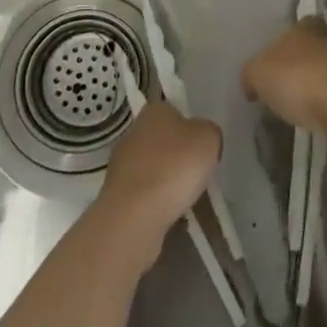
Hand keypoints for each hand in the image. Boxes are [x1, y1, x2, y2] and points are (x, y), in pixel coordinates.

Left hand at [96, 99, 221, 268]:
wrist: (135, 216)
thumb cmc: (174, 167)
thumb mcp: (209, 139)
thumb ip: (209, 132)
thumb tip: (202, 138)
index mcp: (154, 110)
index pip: (175, 111)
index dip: (191, 128)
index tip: (201, 148)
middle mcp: (133, 131)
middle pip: (162, 140)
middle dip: (177, 155)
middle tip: (196, 173)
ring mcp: (121, 164)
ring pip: (152, 168)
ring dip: (165, 180)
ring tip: (185, 199)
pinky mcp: (116, 195)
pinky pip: (144, 194)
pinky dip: (155, 202)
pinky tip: (168, 214)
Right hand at [241, 20, 326, 134]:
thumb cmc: (296, 79)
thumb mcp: (257, 73)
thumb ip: (251, 74)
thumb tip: (252, 82)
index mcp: (305, 25)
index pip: (293, 29)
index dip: (280, 47)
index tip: (270, 68)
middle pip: (308, 51)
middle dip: (296, 67)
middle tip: (279, 90)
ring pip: (322, 74)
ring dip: (311, 88)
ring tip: (294, 109)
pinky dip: (323, 107)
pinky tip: (312, 120)